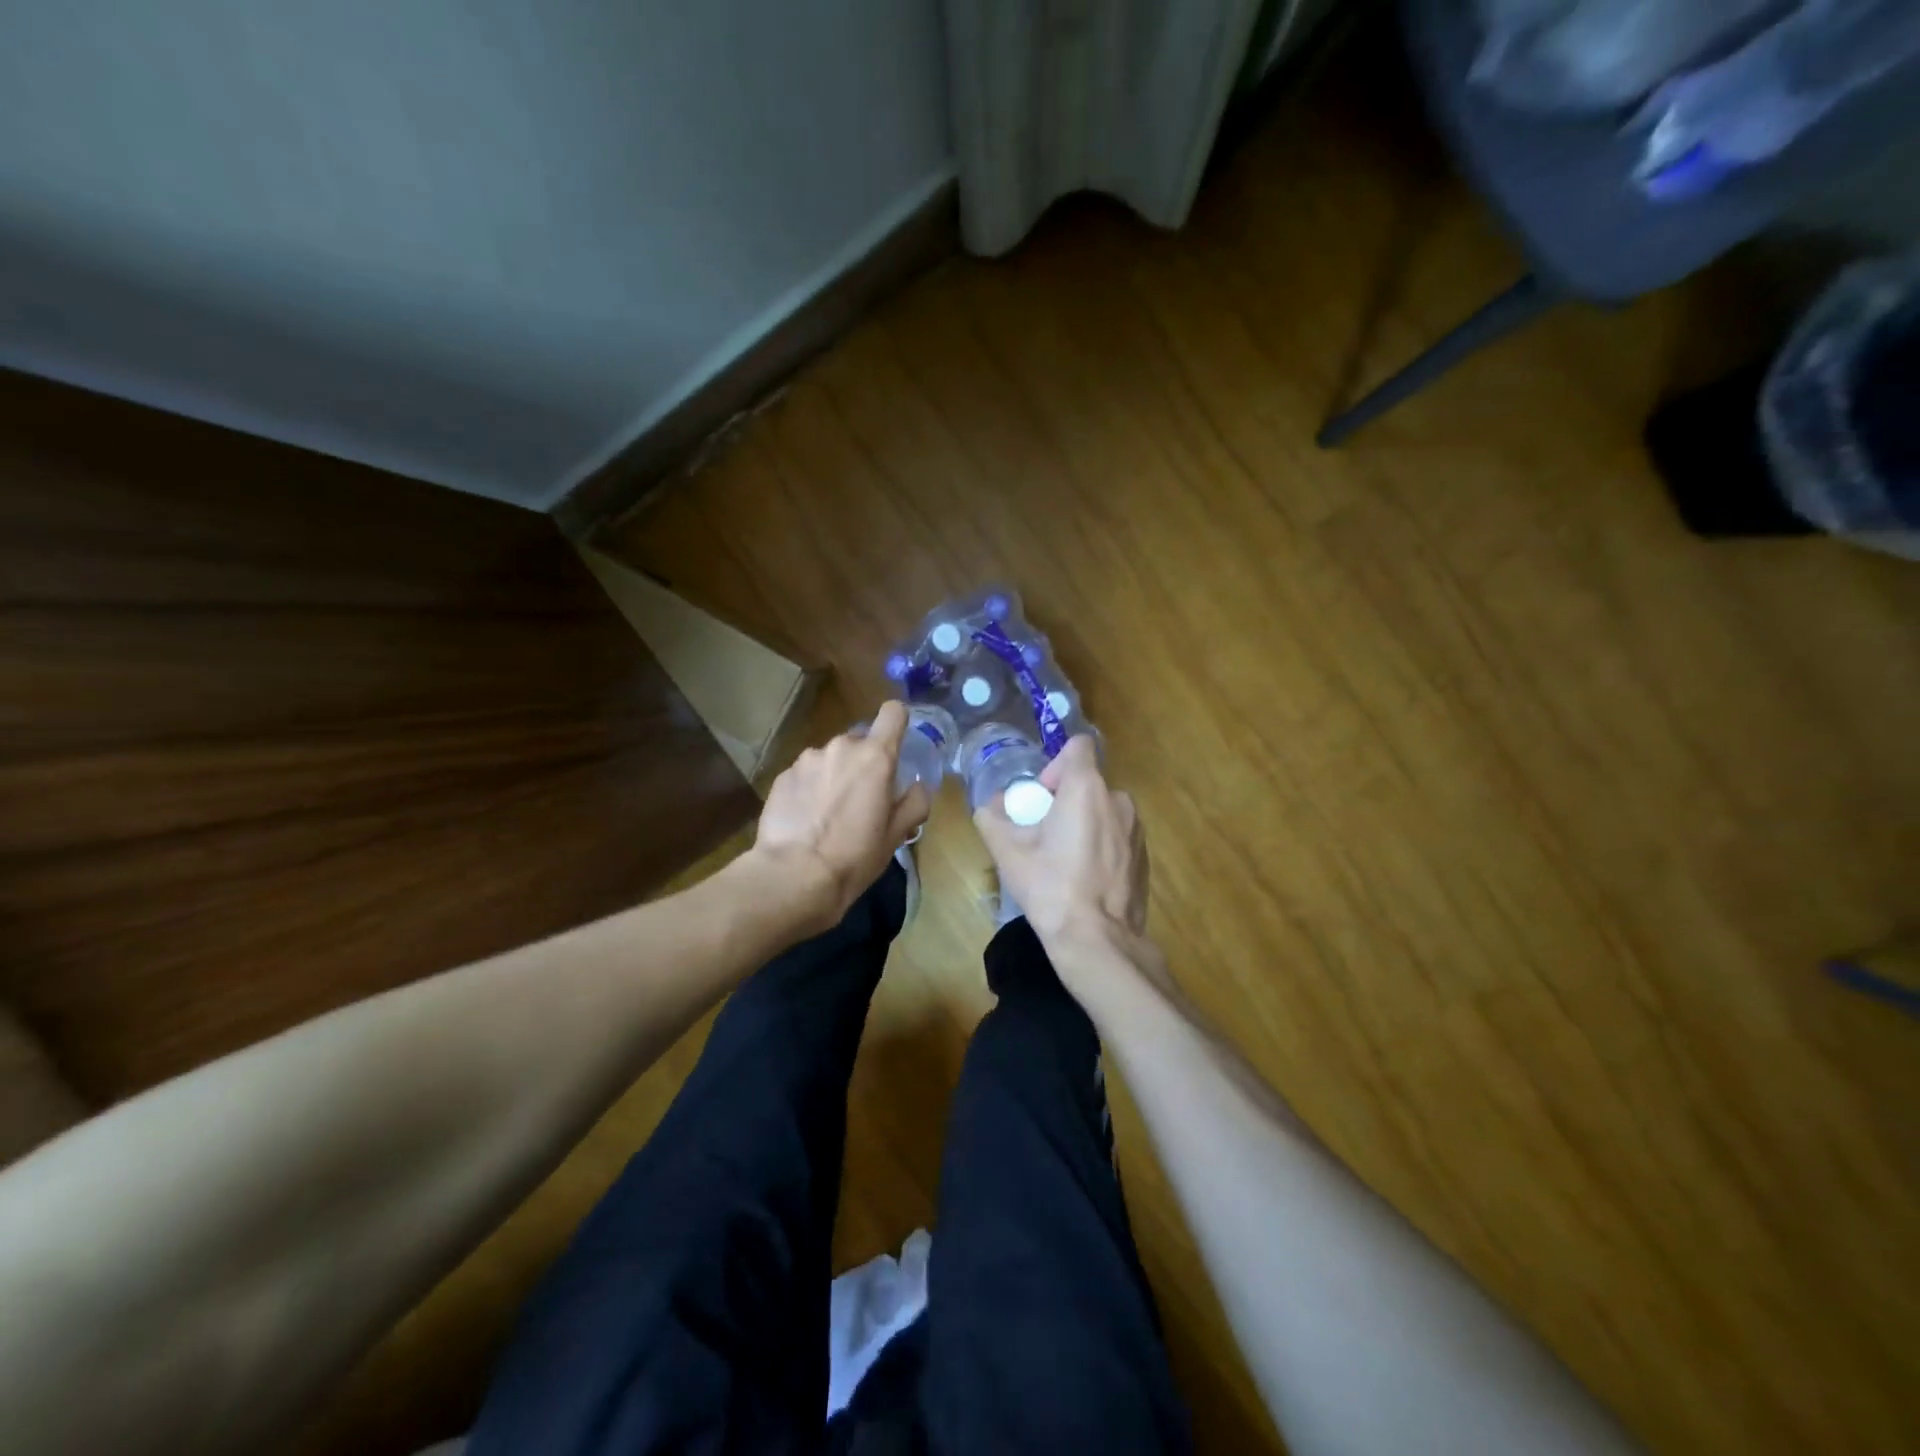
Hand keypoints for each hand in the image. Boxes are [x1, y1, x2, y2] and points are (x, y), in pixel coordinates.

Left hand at [749, 701, 931, 931]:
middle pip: (860, 741)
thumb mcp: (896, 835)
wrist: (793, 876)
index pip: (893, 712)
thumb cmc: (854, 856)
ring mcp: (807, 759)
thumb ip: (915, 803)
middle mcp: (840, 747)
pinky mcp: (783, 776)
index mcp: (875, 757)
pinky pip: (806, 773)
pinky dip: (810, 788)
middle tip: (863, 798)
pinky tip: (807, 819)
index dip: (897, 724)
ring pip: (831, 758)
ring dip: (835, 775)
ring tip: (830, 812)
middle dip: (864, 762)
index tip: (896, 745)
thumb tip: (918, 786)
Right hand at [974, 734, 1148, 957]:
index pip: (1078, 746)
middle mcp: (1118, 800)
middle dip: (1064, 801)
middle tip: (1043, 835)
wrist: (1098, 941)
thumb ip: (992, 818)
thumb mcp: (1008, 853)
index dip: (1056, 763)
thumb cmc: (1051, 888)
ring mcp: (1137, 829)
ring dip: (1084, 823)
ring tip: (1064, 860)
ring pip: (1104, 811)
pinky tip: (1086, 879)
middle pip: (1088, 783)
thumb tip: (990, 806)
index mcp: (1086, 788)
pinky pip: (1118, 836)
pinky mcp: (1145, 856)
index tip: (1041, 796)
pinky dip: (1102, 845)